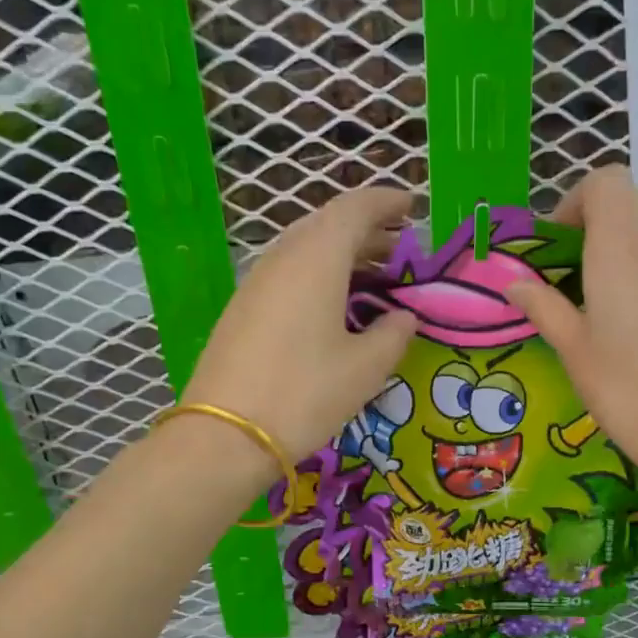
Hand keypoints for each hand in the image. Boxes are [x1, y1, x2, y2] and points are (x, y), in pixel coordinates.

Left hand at [183, 187, 417, 462]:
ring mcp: (256, 283)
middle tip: (399, 248)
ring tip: (373, 277)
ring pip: (305, 249)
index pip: (355, 208)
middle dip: (367, 230)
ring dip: (342, 254)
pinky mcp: (242, 309)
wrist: (225, 435)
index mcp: (317, 258)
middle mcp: (283, 258)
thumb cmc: (305, 394)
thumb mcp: (365, 368)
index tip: (412, 206)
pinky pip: (288, 273)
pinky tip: (333, 305)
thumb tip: (403, 317)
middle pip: (327, 225)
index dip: (387, 202)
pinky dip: (318, 275)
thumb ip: (393, 334)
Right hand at [504, 166, 637, 492]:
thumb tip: (514, 283)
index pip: (608, 181)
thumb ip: (543, 307)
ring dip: (617, 244)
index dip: (575, 199)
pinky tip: (626, 318)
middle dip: (593, 220)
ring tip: (593, 295)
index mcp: (622, 251)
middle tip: (567, 267)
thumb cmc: (628, 391)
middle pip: (630, 199)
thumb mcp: (573, 350)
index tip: (554, 243)